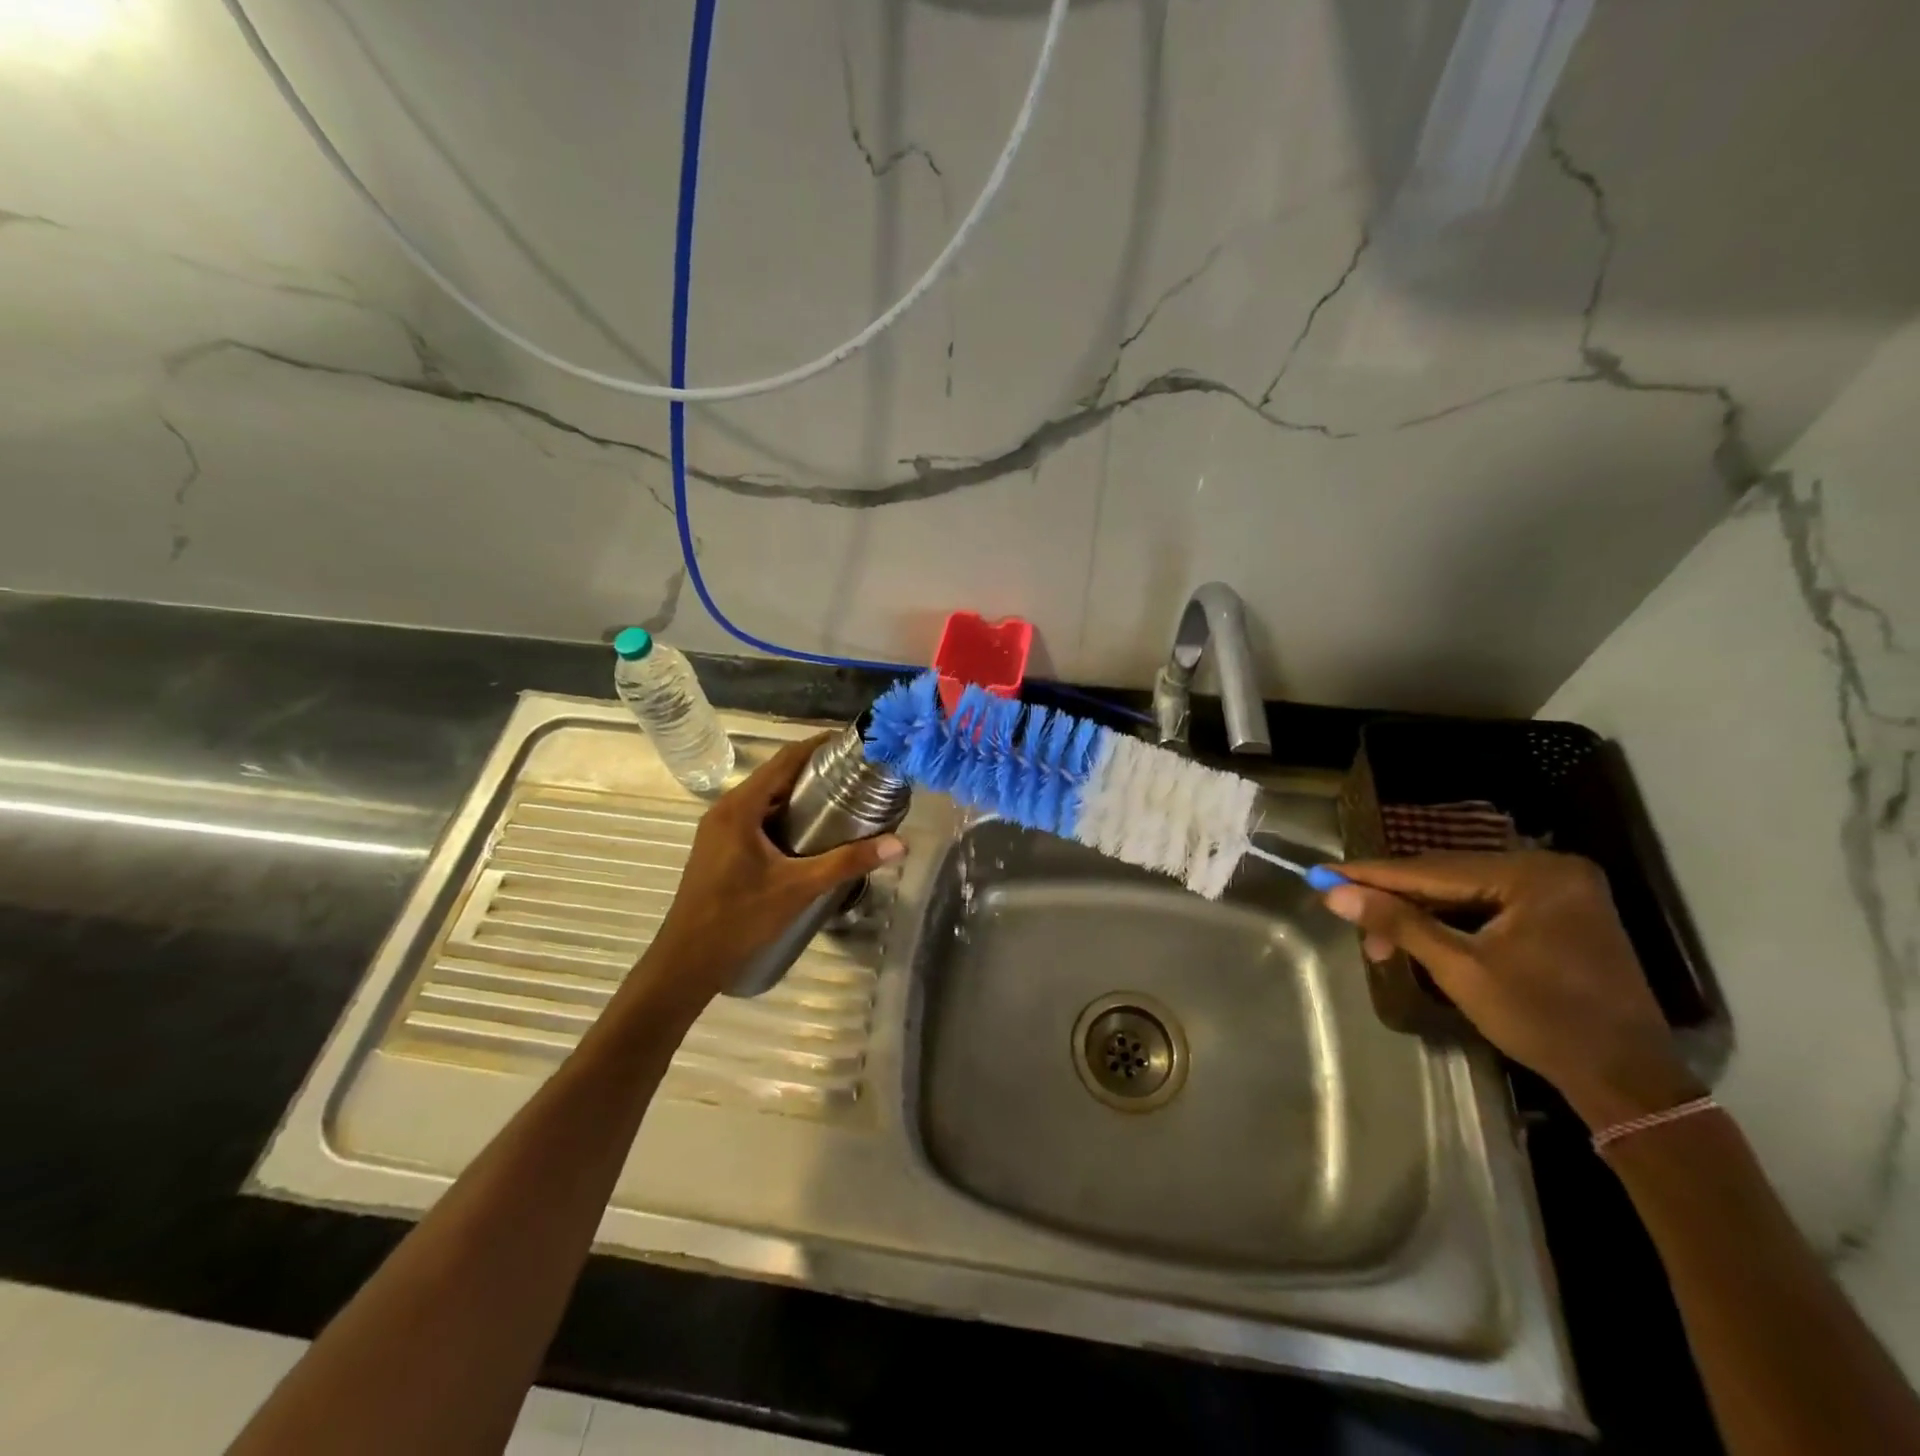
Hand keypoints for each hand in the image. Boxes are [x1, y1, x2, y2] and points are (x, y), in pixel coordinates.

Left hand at [642, 734, 905, 1004]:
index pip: (784, 760)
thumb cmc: (739, 918)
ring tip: (843, 800)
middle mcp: (726, 810)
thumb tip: (899, 844)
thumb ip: (847, 863)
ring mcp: (719, 830)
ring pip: (766, 800)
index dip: (818, 746)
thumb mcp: (798, 887)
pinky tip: (811, 834)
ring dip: (800, 796)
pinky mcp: (720, 849)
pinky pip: (757, 819)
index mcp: (740, 807)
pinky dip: (785, 816)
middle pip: (776, 777)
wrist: (687, 962)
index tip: (853, 743)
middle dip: (815, 771)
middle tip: (857, 775)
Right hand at [1320, 851, 1701, 1129]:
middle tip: (1344, 911)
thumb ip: (1398, 923)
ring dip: (1419, 912)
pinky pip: (1488, 904)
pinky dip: (1450, 919)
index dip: (1372, 875)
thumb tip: (1334, 893)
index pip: (1433, 870)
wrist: (1627, 1080)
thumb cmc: (1543, 1022)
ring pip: (1466, 891)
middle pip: (1449, 876)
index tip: (1322, 873)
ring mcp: (1560, 889)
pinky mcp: (1561, 912)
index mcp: (1533, 875)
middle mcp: (1550, 867)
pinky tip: (1418, 934)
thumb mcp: (1461, 970)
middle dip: (1394, 898)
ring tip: (1377, 938)